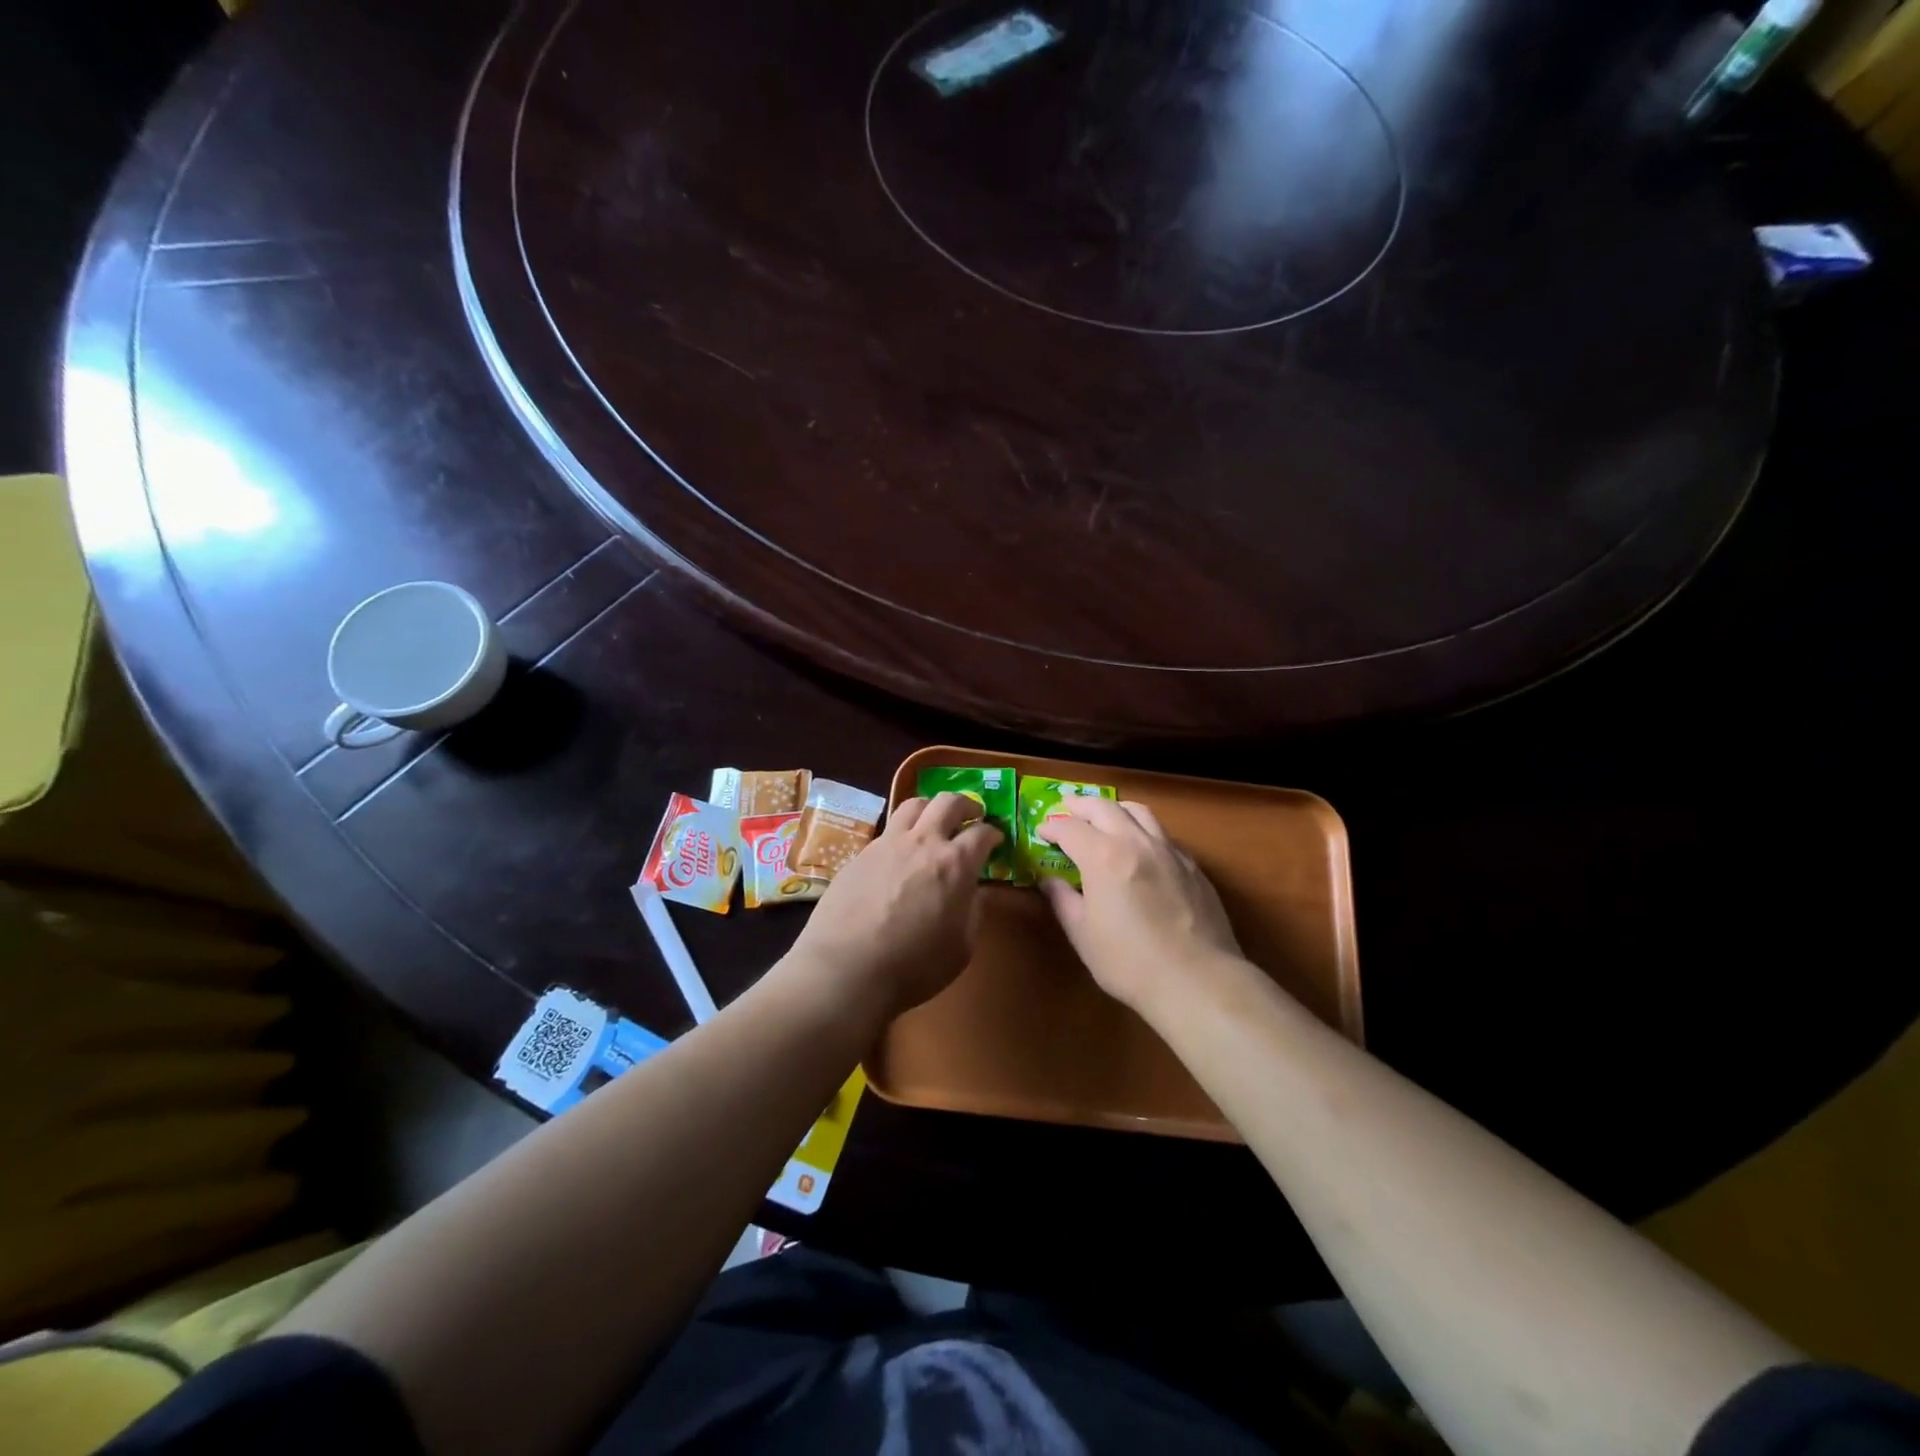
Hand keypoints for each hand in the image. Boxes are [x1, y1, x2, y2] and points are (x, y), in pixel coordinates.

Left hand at [787, 793, 1000, 1021]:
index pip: (982, 833)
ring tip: (933, 822)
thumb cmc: (914, 966)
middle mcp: (923, 842)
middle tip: (971, 815)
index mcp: (955, 864)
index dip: (993, 833)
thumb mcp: (961, 948)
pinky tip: (899, 854)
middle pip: (948, 802)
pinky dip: (901, 834)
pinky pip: (887, 831)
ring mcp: (887, 844)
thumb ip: (973, 913)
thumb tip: (975, 893)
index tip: (996, 839)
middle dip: (966, 804)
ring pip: (913, 805)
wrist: (846, 969)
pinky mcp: (860, 854)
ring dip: (930, 808)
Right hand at [1038, 798, 1247, 1020]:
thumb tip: (1049, 880)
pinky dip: (1143, 830)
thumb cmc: (1129, 962)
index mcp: (1103, 856)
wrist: (1197, 980)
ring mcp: (1169, 851)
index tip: (1042, 832)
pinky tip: (1141, 848)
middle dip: (1080, 805)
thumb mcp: (1083, 934)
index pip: (1070, 828)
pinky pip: (1162, 834)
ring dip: (1115, 809)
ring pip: (1139, 812)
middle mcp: (1136, 842)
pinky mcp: (1193, 866)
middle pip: (1104, 807)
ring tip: (1105, 816)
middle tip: (1067, 810)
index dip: (1051, 827)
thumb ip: (1063, 900)